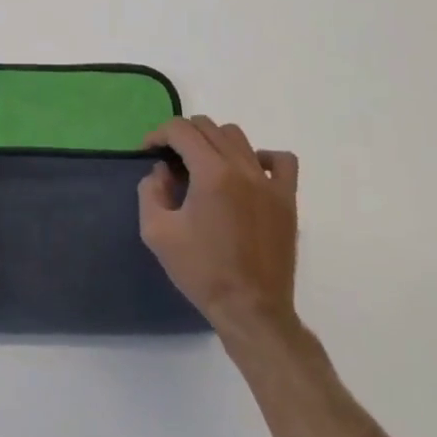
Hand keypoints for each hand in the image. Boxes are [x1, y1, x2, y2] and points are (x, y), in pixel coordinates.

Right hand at [139, 116, 299, 336]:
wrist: (250, 310)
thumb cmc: (201, 271)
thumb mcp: (156, 232)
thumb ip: (151, 190)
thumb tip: (162, 170)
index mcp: (212, 174)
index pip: (181, 130)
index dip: (158, 135)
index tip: (148, 152)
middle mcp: (243, 168)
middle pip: (208, 127)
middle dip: (182, 136)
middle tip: (170, 162)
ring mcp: (270, 183)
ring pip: (239, 138)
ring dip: (214, 142)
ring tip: (202, 166)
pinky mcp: (287, 199)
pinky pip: (280, 161)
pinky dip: (260, 157)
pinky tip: (246, 173)